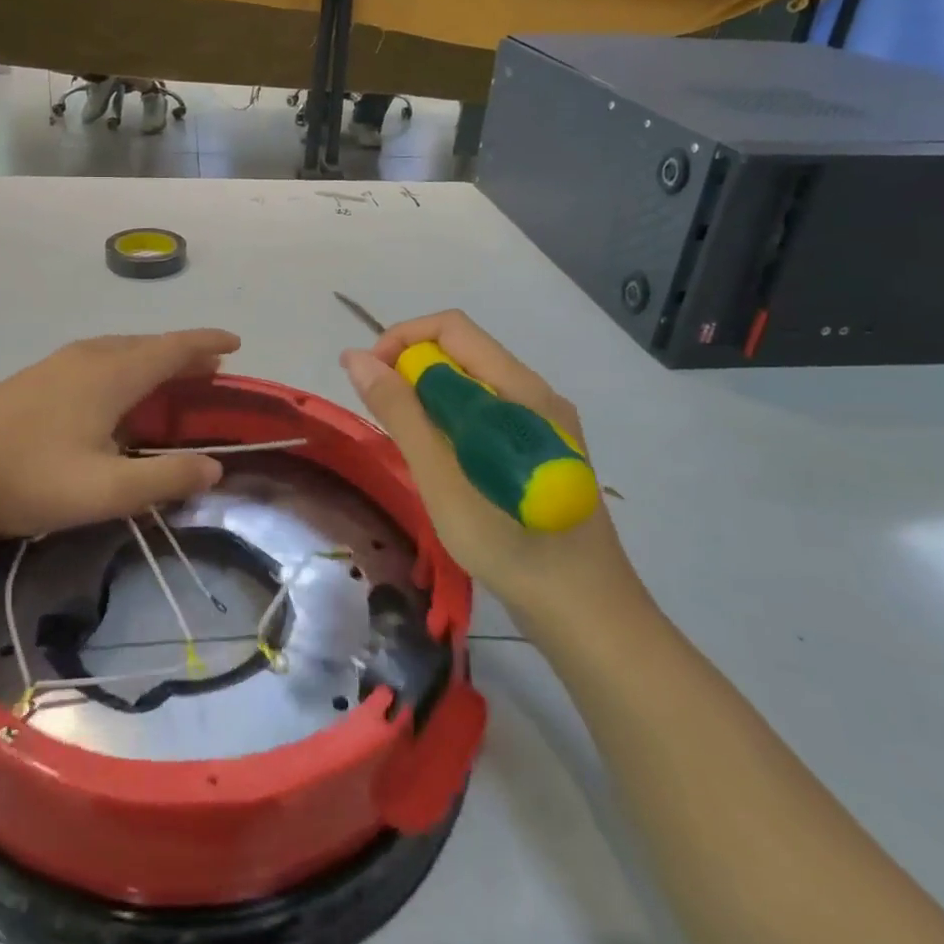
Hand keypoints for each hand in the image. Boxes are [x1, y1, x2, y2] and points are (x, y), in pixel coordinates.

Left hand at [0, 329, 241, 537]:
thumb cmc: (28, 477)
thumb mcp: (105, 490)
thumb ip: (165, 479)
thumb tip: (214, 468)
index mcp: (111, 374)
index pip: (172, 348)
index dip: (207, 344)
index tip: (235, 343)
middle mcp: (88, 357)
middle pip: (148, 345)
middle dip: (183, 354)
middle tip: (211, 371)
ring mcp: (57, 364)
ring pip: (119, 350)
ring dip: (152, 360)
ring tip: (171, 379)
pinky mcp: (36, 378)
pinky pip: (97, 360)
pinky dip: (125, 368)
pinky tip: (116, 395)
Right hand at [341, 311, 642, 619]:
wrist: (586, 614)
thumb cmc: (510, 545)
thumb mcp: (442, 478)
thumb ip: (400, 412)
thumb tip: (356, 358)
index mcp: (519, 389)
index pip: (450, 329)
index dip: (400, 341)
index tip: (368, 380)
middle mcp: (534, 394)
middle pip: (461, 353)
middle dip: (410, 372)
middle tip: (383, 420)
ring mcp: (542, 424)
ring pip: (471, 386)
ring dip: (428, 401)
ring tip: (408, 447)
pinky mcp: (540, 451)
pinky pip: (485, 414)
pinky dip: (450, 424)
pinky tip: (442, 465)